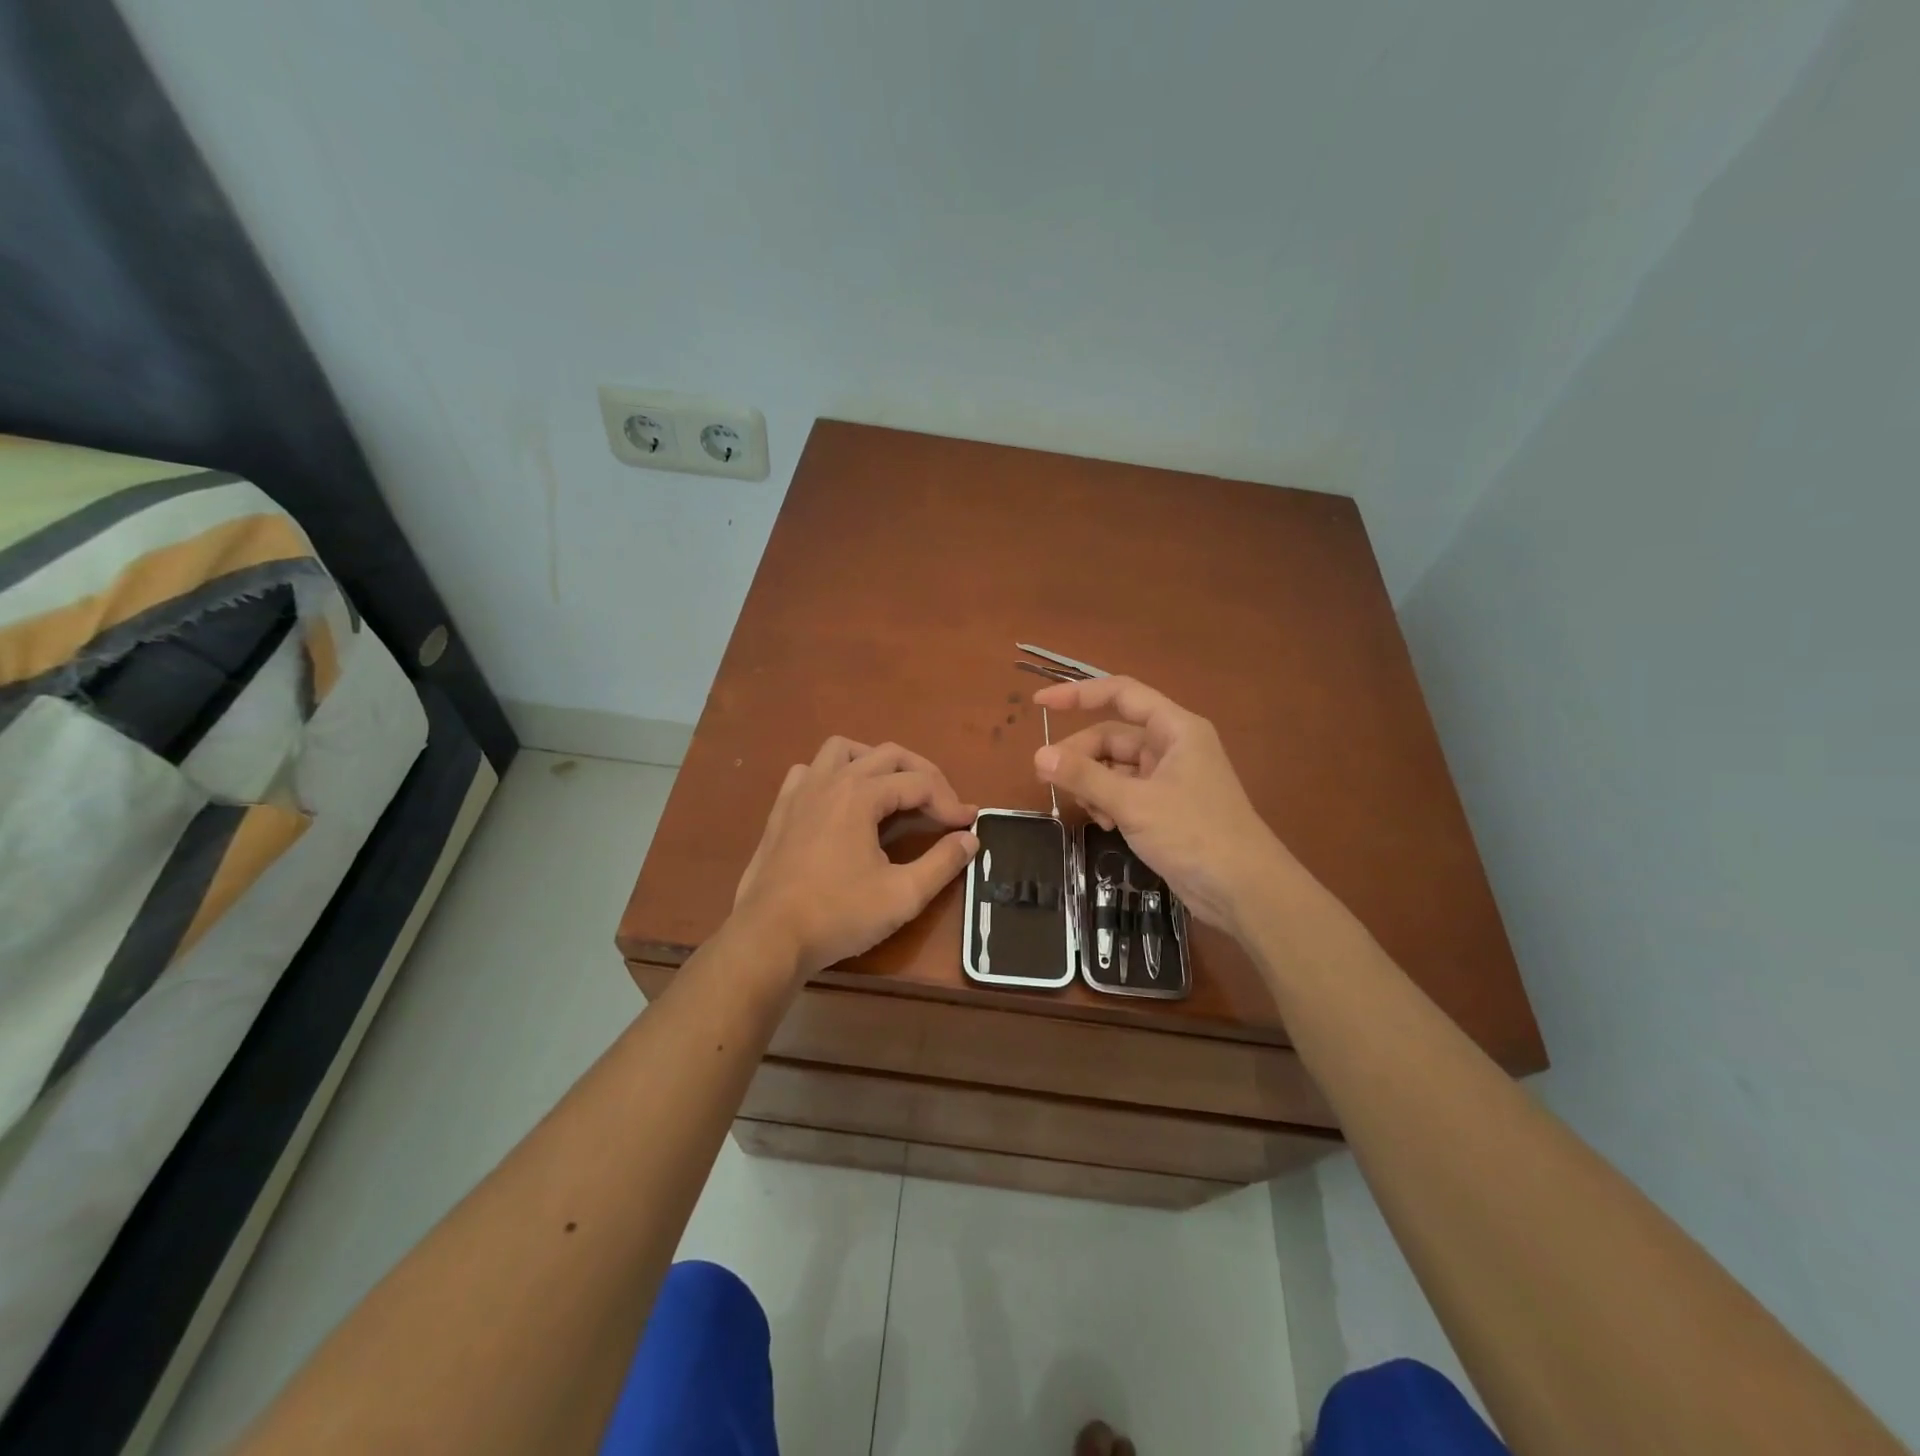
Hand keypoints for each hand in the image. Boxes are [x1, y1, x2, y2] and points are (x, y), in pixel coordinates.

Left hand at [732, 738, 978, 980]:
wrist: (768, 938)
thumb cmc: (837, 915)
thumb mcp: (902, 895)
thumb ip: (942, 863)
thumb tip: (970, 839)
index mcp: (861, 795)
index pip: (919, 784)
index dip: (950, 802)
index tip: (968, 824)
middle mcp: (831, 780)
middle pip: (888, 755)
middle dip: (924, 775)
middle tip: (943, 805)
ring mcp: (801, 791)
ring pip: (844, 750)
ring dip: (876, 761)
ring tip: (894, 789)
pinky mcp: (782, 809)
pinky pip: (809, 771)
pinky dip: (833, 774)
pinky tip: (841, 801)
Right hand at [1032, 677, 1297, 933]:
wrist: (1244, 890)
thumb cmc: (1194, 834)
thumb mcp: (1134, 803)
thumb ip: (1085, 777)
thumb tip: (1038, 756)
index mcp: (1175, 729)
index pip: (1121, 694)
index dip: (1078, 694)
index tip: (1039, 704)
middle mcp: (1172, 746)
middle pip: (1112, 735)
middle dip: (1080, 755)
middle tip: (1048, 779)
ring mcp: (1169, 778)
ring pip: (1115, 766)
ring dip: (1093, 784)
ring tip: (1086, 810)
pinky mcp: (1166, 807)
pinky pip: (1125, 792)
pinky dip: (1108, 803)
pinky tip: (1105, 825)